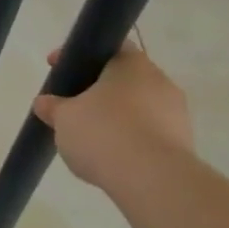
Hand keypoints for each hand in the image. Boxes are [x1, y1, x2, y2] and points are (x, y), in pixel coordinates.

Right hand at [32, 40, 193, 192]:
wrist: (153, 180)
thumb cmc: (103, 133)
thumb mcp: (64, 118)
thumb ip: (53, 106)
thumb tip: (45, 103)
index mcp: (132, 64)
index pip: (108, 47)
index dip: (79, 56)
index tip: (58, 69)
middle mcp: (160, 82)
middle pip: (124, 78)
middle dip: (97, 90)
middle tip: (72, 106)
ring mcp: (177, 114)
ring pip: (138, 107)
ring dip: (116, 117)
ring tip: (90, 138)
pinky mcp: (184, 144)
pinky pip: (150, 133)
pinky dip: (130, 139)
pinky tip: (111, 156)